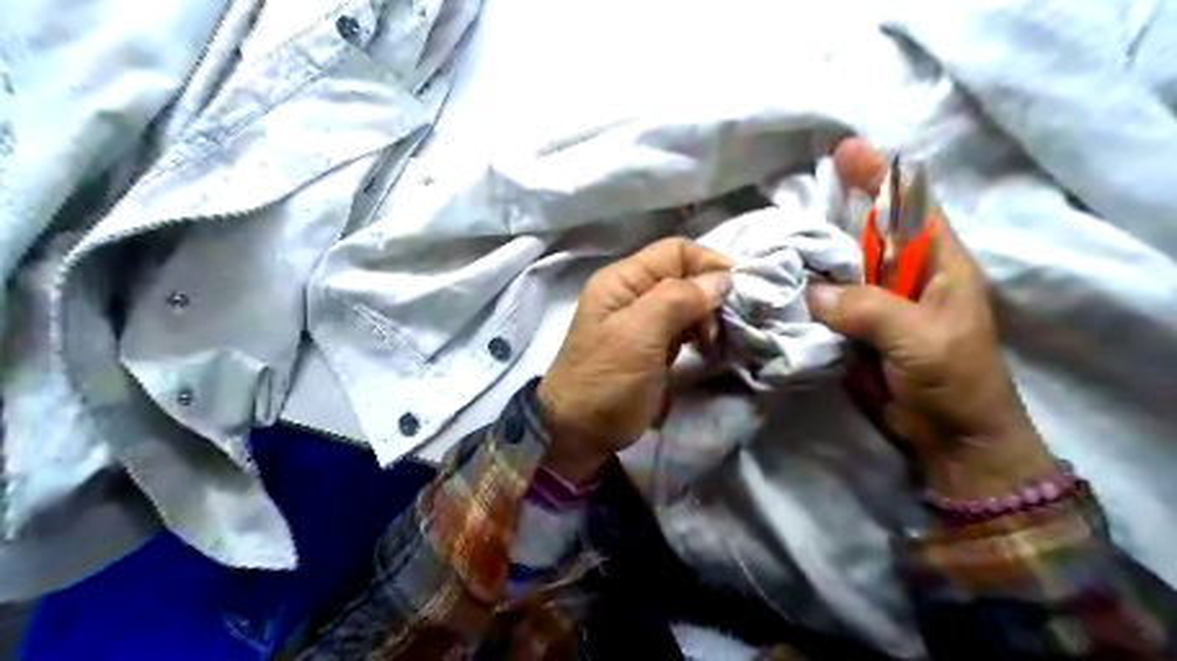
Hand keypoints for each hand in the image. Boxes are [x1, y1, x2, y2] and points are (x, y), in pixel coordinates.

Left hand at [540, 240, 732, 482]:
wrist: (577, 434)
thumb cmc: (607, 382)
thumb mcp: (639, 336)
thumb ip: (678, 299)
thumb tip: (722, 277)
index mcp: (622, 280)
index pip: (675, 251)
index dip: (708, 264)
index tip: (737, 292)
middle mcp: (630, 293)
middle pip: (682, 276)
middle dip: (709, 296)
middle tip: (721, 329)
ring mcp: (638, 321)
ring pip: (685, 302)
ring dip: (706, 317)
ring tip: (712, 344)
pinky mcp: (648, 346)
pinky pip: (680, 328)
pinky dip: (697, 334)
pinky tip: (705, 350)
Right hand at [810, 139, 1047, 499]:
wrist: (948, 437)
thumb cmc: (955, 381)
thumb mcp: (922, 339)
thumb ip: (870, 309)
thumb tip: (812, 293)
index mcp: (938, 265)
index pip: (910, 207)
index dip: (881, 176)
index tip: (847, 151)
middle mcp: (904, 277)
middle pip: (866, 233)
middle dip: (833, 209)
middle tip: (791, 192)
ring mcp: (876, 304)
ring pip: (840, 268)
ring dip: (811, 254)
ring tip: (774, 234)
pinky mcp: (854, 330)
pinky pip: (825, 304)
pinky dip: (803, 293)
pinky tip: (778, 283)